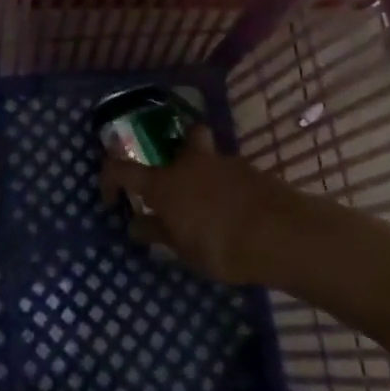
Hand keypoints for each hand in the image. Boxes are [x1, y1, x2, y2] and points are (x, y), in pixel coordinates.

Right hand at [100, 126, 299, 285]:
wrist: (279, 234)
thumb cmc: (220, 245)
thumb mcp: (182, 249)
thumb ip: (158, 233)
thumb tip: (135, 225)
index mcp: (164, 183)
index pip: (121, 169)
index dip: (110, 179)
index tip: (112, 198)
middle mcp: (189, 163)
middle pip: (183, 140)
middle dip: (180, 152)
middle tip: (181, 182)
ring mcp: (224, 163)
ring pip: (211, 157)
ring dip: (208, 175)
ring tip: (216, 210)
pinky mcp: (252, 172)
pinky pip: (233, 174)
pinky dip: (231, 189)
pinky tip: (239, 215)